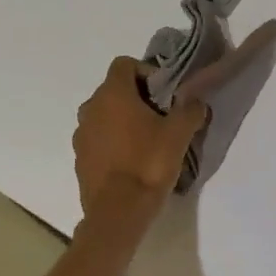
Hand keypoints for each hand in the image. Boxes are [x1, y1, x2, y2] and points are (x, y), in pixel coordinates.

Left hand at [73, 57, 207, 216]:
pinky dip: (114, 142)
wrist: (117, 212)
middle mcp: (90, 108)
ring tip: (148, 140)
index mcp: (112, 94)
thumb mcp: (179, 134)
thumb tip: (195, 101)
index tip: (164, 92)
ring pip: (105, 115)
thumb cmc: (148, 163)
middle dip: (138, 98)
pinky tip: (133, 161)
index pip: (124, 64)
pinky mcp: (80, 158)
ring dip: (124, 120)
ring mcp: (81, 134)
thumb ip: (190, 110)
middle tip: (162, 116)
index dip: (146, 71)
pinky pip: (99, 139)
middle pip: (114, 90)